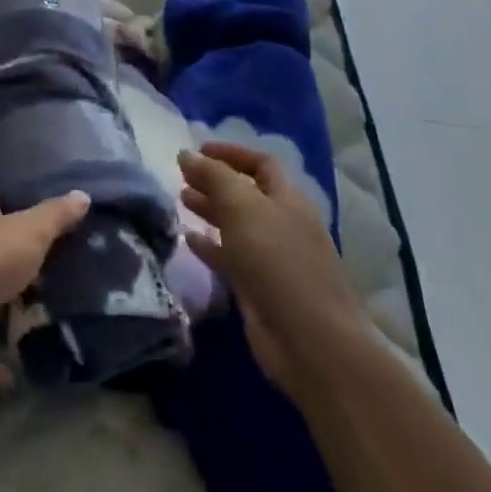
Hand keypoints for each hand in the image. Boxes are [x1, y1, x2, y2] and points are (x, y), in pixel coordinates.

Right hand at [179, 143, 369, 396]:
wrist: (310, 342)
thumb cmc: (278, 262)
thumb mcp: (242, 208)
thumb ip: (213, 176)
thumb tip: (186, 154)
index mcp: (288, 200)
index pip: (261, 164)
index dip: (230, 153)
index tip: (197, 150)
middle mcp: (282, 225)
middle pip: (247, 194)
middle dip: (215, 182)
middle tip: (181, 177)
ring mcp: (273, 258)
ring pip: (237, 225)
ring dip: (210, 211)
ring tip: (180, 201)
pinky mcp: (260, 288)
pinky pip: (231, 257)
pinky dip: (210, 245)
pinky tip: (187, 240)